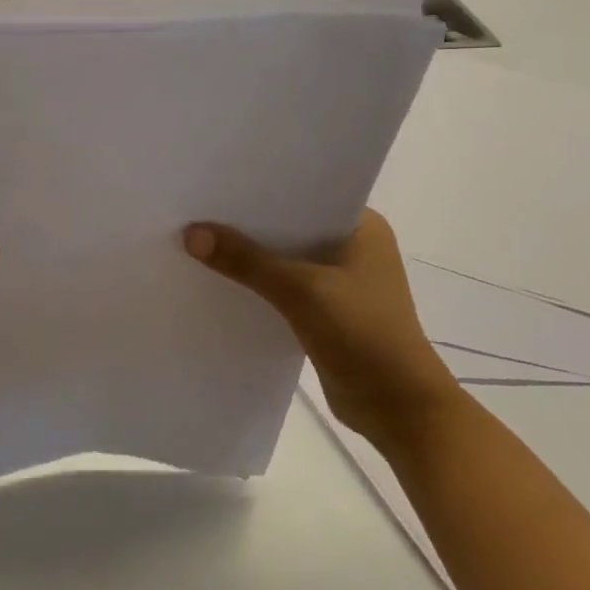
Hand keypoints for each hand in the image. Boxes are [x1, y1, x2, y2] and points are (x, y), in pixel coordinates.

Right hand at [183, 209, 459, 450]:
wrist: (398, 408)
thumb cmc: (363, 334)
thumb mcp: (301, 290)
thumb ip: (246, 261)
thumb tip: (191, 233)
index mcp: (362, 226)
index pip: (304, 193)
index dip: (261, 188)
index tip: (216, 181)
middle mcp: (352, 246)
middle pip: (289, 226)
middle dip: (247, 222)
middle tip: (196, 208)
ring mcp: (340, 280)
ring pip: (284, 257)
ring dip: (250, 256)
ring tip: (198, 239)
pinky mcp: (326, 310)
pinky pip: (282, 286)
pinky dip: (257, 284)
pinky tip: (220, 279)